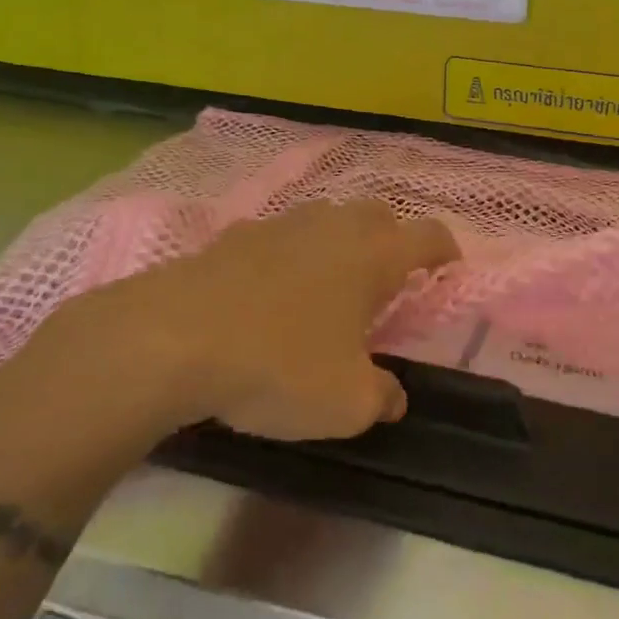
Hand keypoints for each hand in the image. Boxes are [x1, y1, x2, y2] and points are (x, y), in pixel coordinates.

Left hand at [0, 201, 459, 456]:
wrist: (169, 342)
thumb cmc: (278, 367)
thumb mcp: (346, 404)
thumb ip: (382, 398)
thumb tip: (393, 398)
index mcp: (372, 257)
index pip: (428, 235)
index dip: (445, 250)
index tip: (449, 268)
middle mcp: (330, 228)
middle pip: (377, 214)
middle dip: (392, 238)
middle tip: (389, 278)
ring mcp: (275, 227)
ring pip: (323, 220)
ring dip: (337, 243)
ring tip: (330, 284)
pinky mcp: (228, 239)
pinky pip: (275, 238)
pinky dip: (286, 256)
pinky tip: (269, 292)